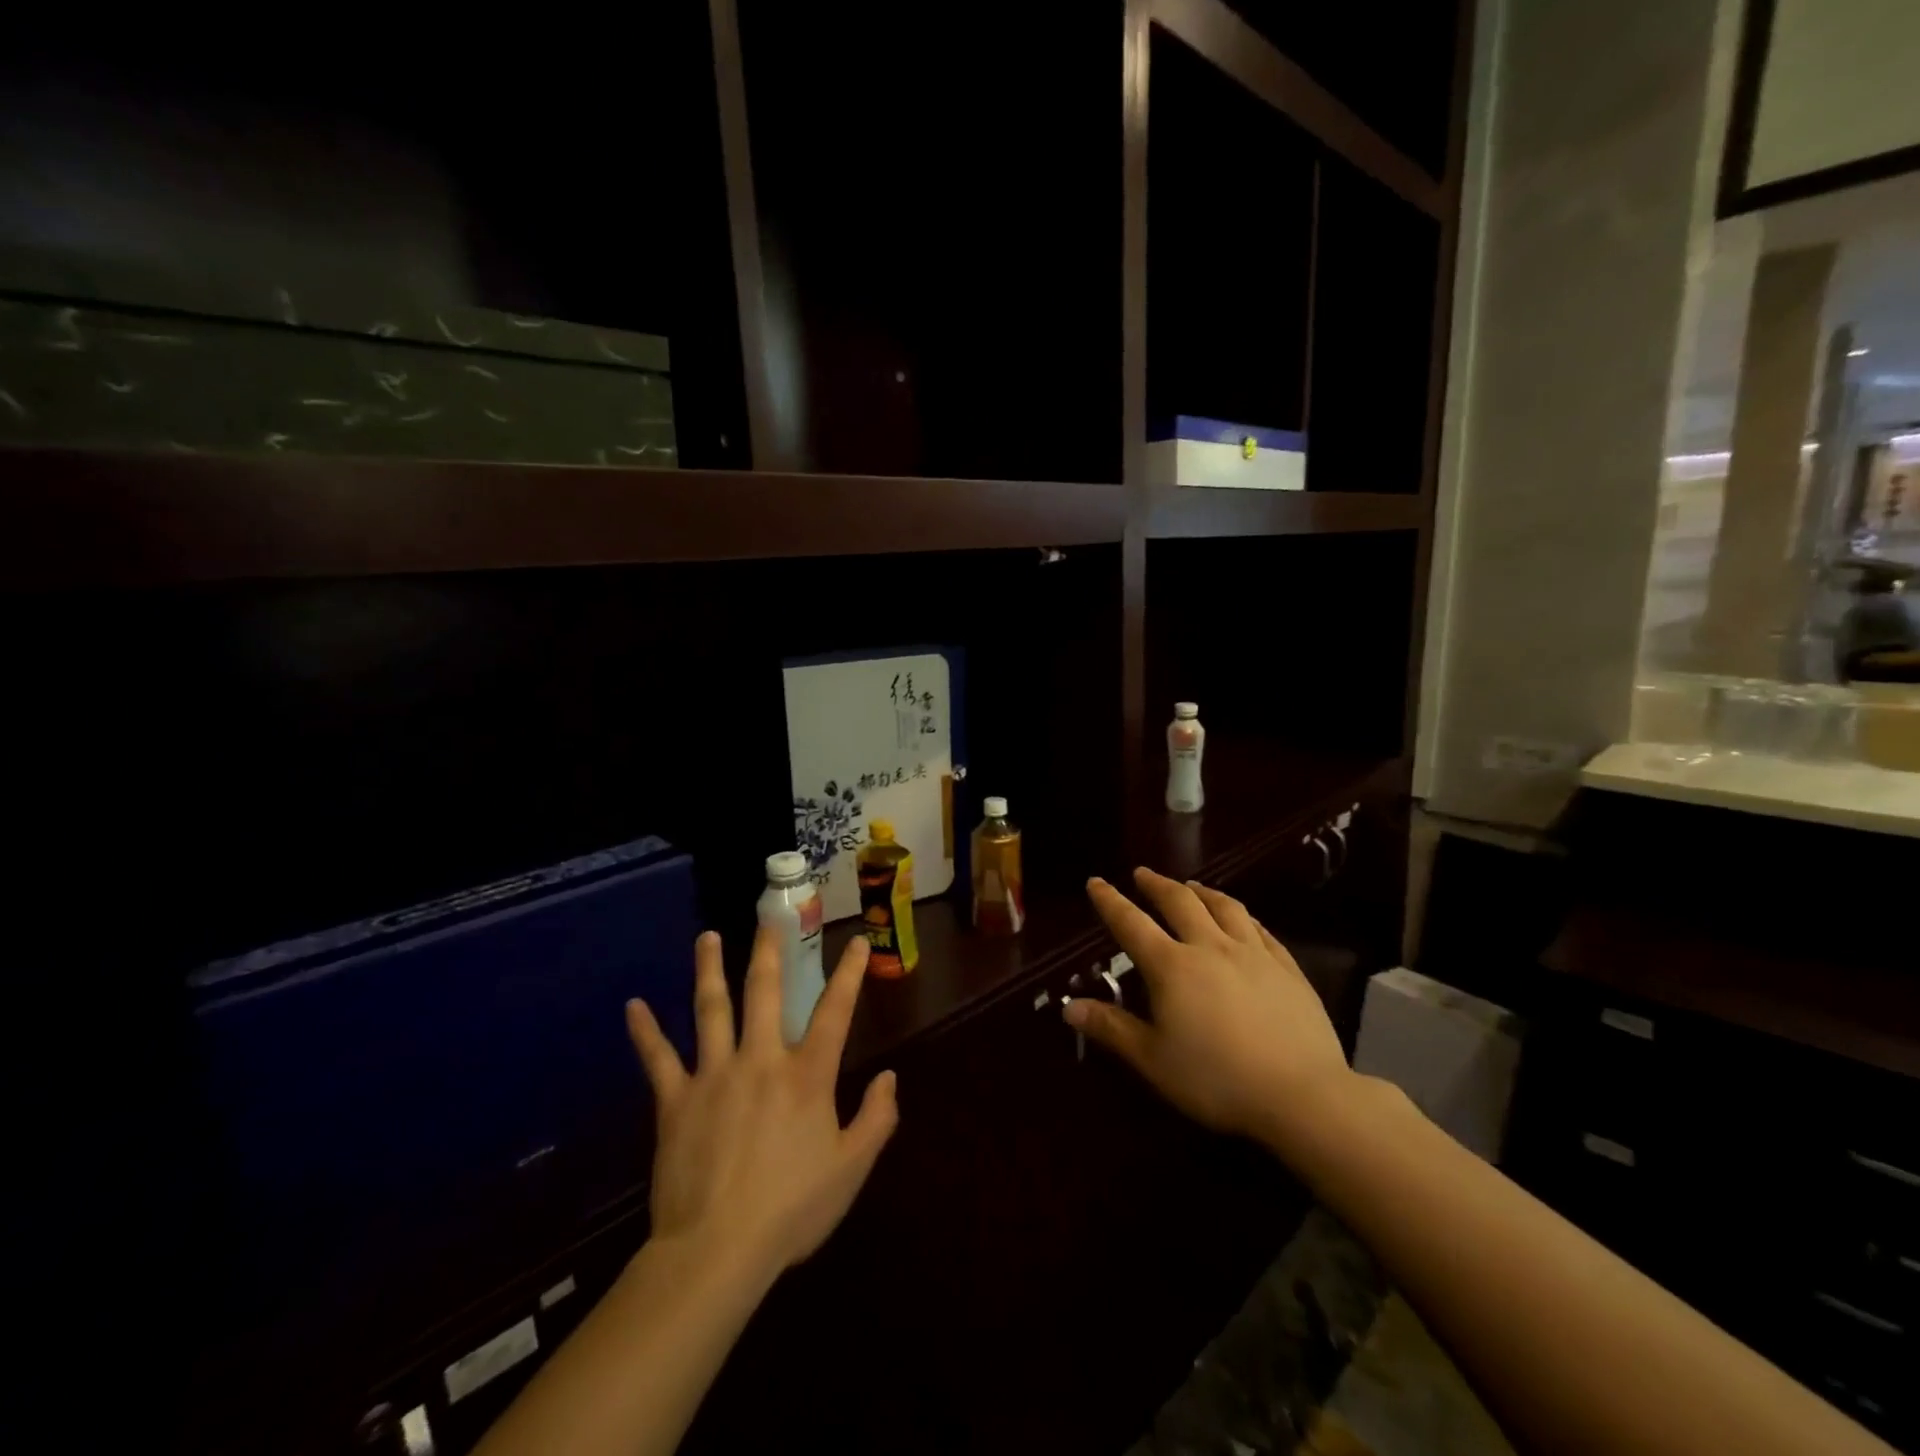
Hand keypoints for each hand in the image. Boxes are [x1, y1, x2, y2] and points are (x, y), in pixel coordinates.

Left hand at [626, 928, 898, 1283]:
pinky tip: (633, 1007)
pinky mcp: (675, 1100)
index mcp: (807, 1075)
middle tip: (767, 920)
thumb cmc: (791, 1210)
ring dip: (709, 969)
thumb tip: (891, 1077)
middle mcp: (761, 1059)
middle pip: (764, 993)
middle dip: (769, 952)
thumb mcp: (851, 1169)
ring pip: (710, 1009)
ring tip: (706, 938)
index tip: (855, 940)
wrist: (717, 1252)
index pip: (835, 1010)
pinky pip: (657, 1059)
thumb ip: (877, 1119)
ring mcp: (714, 1074)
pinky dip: (644, 1032)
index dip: (849, 973)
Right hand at [1067, 867, 1352, 1146]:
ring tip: (1190, 885)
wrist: (1302, 1095)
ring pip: (1224, 907)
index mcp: (1172, 967)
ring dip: (1201, 891)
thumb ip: (1111, 1028)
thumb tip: (1068, 1005)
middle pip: (1179, 902)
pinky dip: (1242, 916)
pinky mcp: (1287, 968)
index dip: (1110, 901)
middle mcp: (1210, 947)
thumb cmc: (1216, 1080)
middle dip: (1156, 885)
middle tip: (1143, 874)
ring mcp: (1253, 954)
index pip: (1131, 924)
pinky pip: (1260, 929)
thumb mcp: (1153, 1060)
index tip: (1096, 881)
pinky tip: (1241, 918)